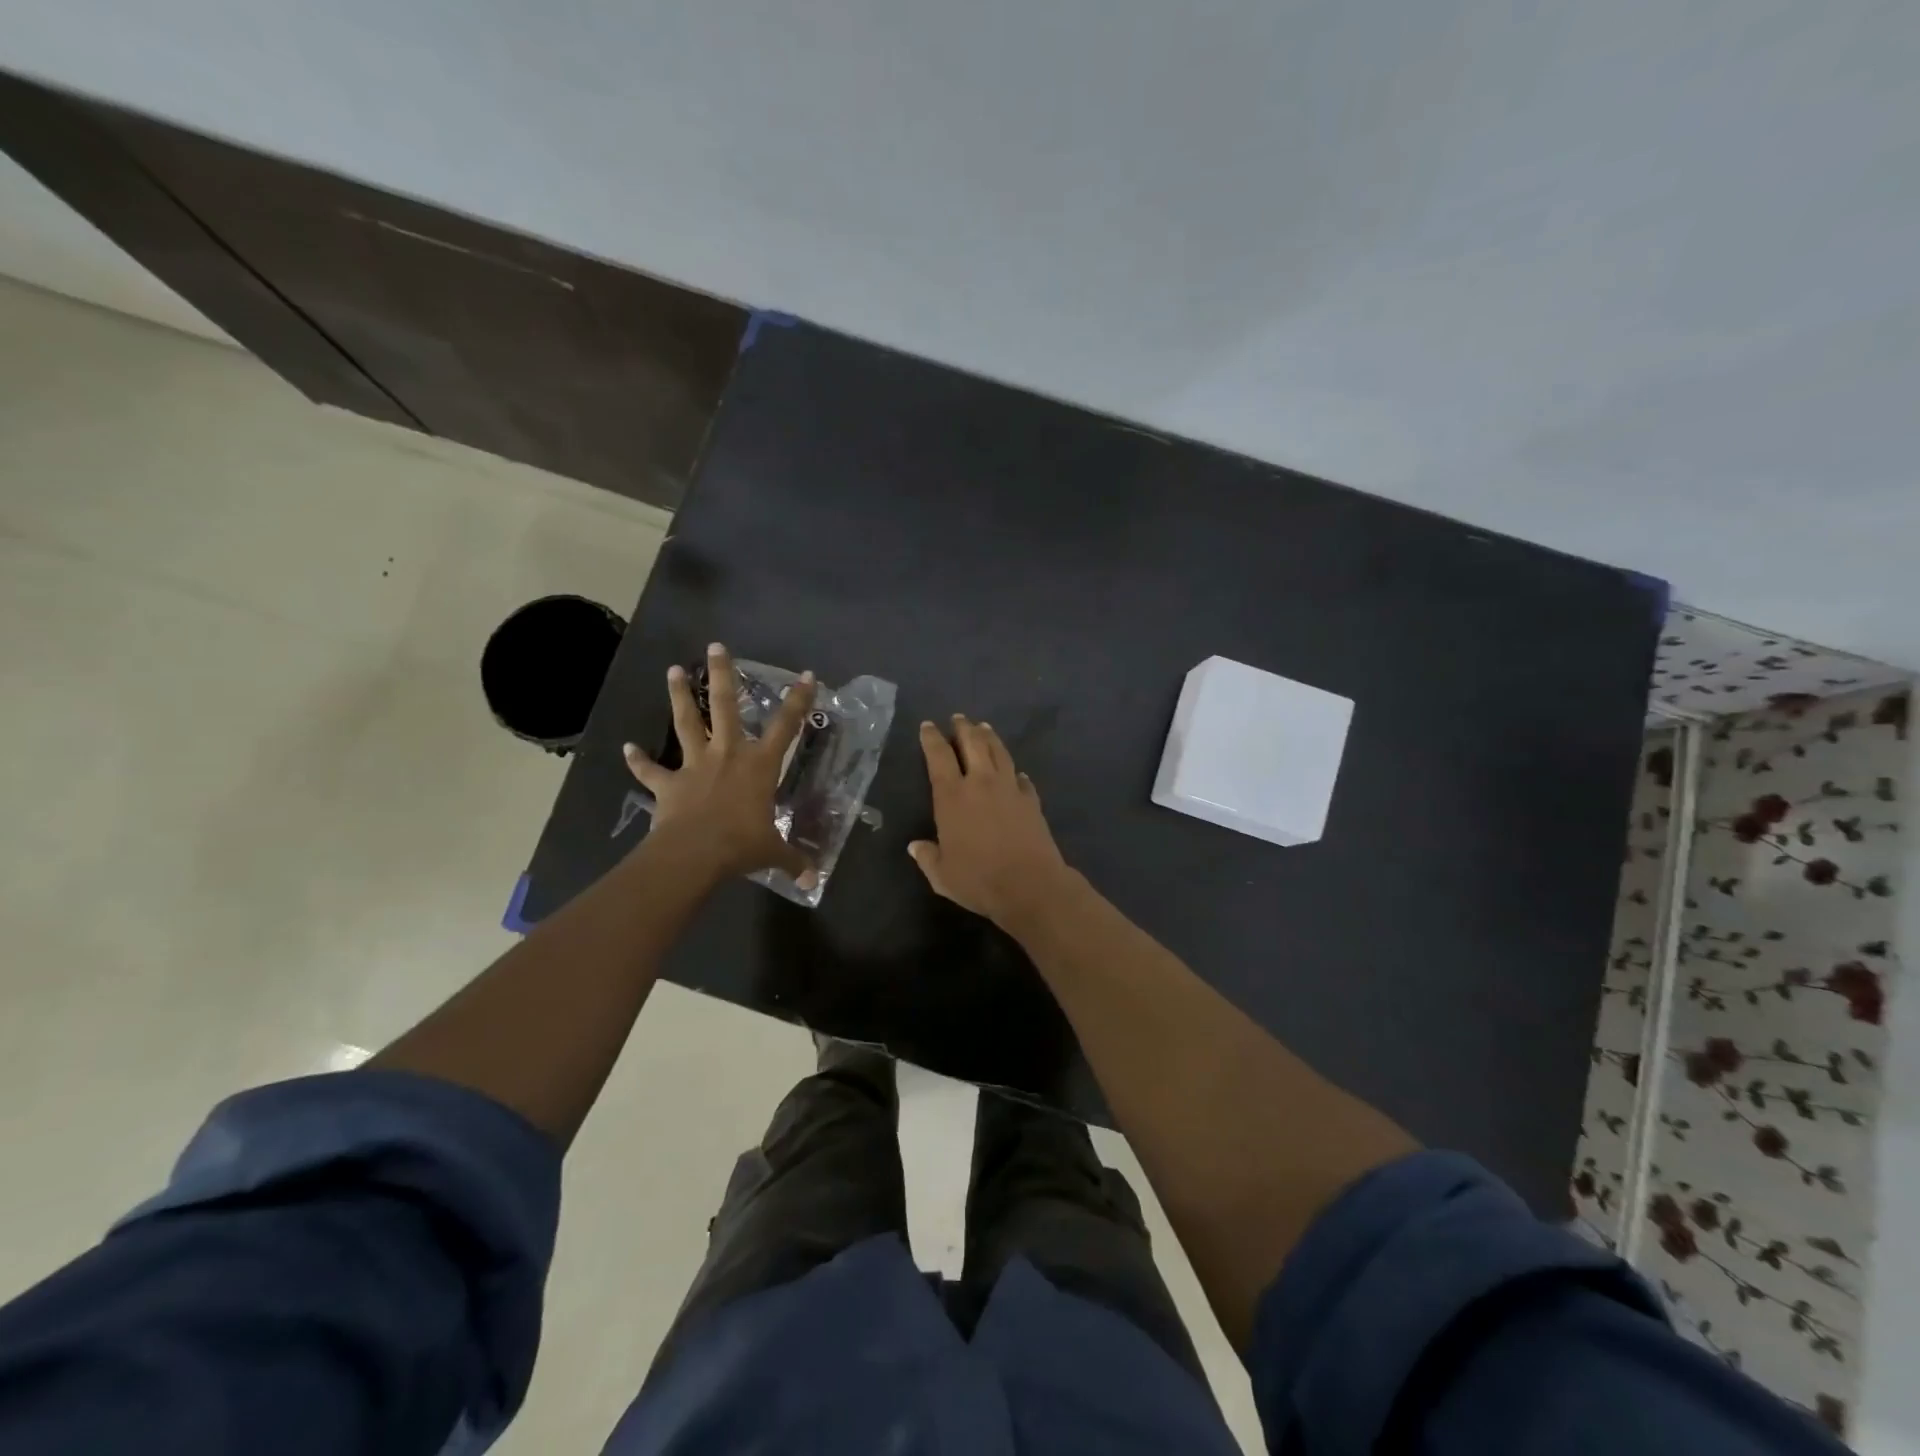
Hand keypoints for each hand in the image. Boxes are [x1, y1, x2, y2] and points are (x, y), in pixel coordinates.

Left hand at [623, 643, 817, 887]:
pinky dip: (638, 761)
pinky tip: (627, 749)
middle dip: (723, 674)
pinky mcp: (669, 784)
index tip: (806, 675)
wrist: (694, 854)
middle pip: (727, 706)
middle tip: (715, 646)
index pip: (786, 727)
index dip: (798, 701)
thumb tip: (813, 880)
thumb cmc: (741, 845)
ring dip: (680, 697)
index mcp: (759, 765)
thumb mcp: (773, 852)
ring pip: (687, 723)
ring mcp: (695, 765)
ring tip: (673, 671)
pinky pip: (651, 771)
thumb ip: (793, 860)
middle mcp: (728, 755)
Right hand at [910, 714, 1074, 929]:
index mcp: (952, 796)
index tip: (928, 726)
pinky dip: (1015, 772)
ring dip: (990, 738)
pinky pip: (1021, 779)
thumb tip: (916, 847)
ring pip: (999, 752)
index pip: (939, 757)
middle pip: (973, 744)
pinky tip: (1015, 773)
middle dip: (964, 728)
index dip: (932, 739)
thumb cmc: (978, 879)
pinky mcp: (1031, 800)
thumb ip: (928, 857)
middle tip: (959, 718)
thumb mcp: (942, 875)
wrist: (1030, 885)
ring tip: (984, 728)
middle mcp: (981, 783)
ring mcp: (1010, 789)